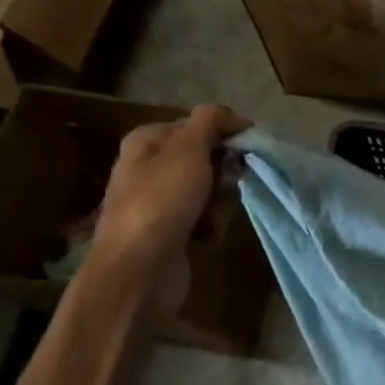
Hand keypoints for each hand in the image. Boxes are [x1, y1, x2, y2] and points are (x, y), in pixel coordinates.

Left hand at [90, 106, 248, 293]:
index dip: (226, 135)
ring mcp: (159, 201)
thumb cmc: (162, 201)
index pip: (199, 124)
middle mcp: (150, 167)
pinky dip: (210, 225)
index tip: (246, 150)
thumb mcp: (188, 149)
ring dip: (220, 203)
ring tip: (210, 218)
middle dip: (223, 174)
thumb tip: (230, 115)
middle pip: (207, 158)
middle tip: (224, 186)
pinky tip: (204, 237)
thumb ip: (210, 121)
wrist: (138, 269)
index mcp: (147, 141)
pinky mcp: (169, 231)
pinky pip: (203, 218)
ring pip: (210, 190)